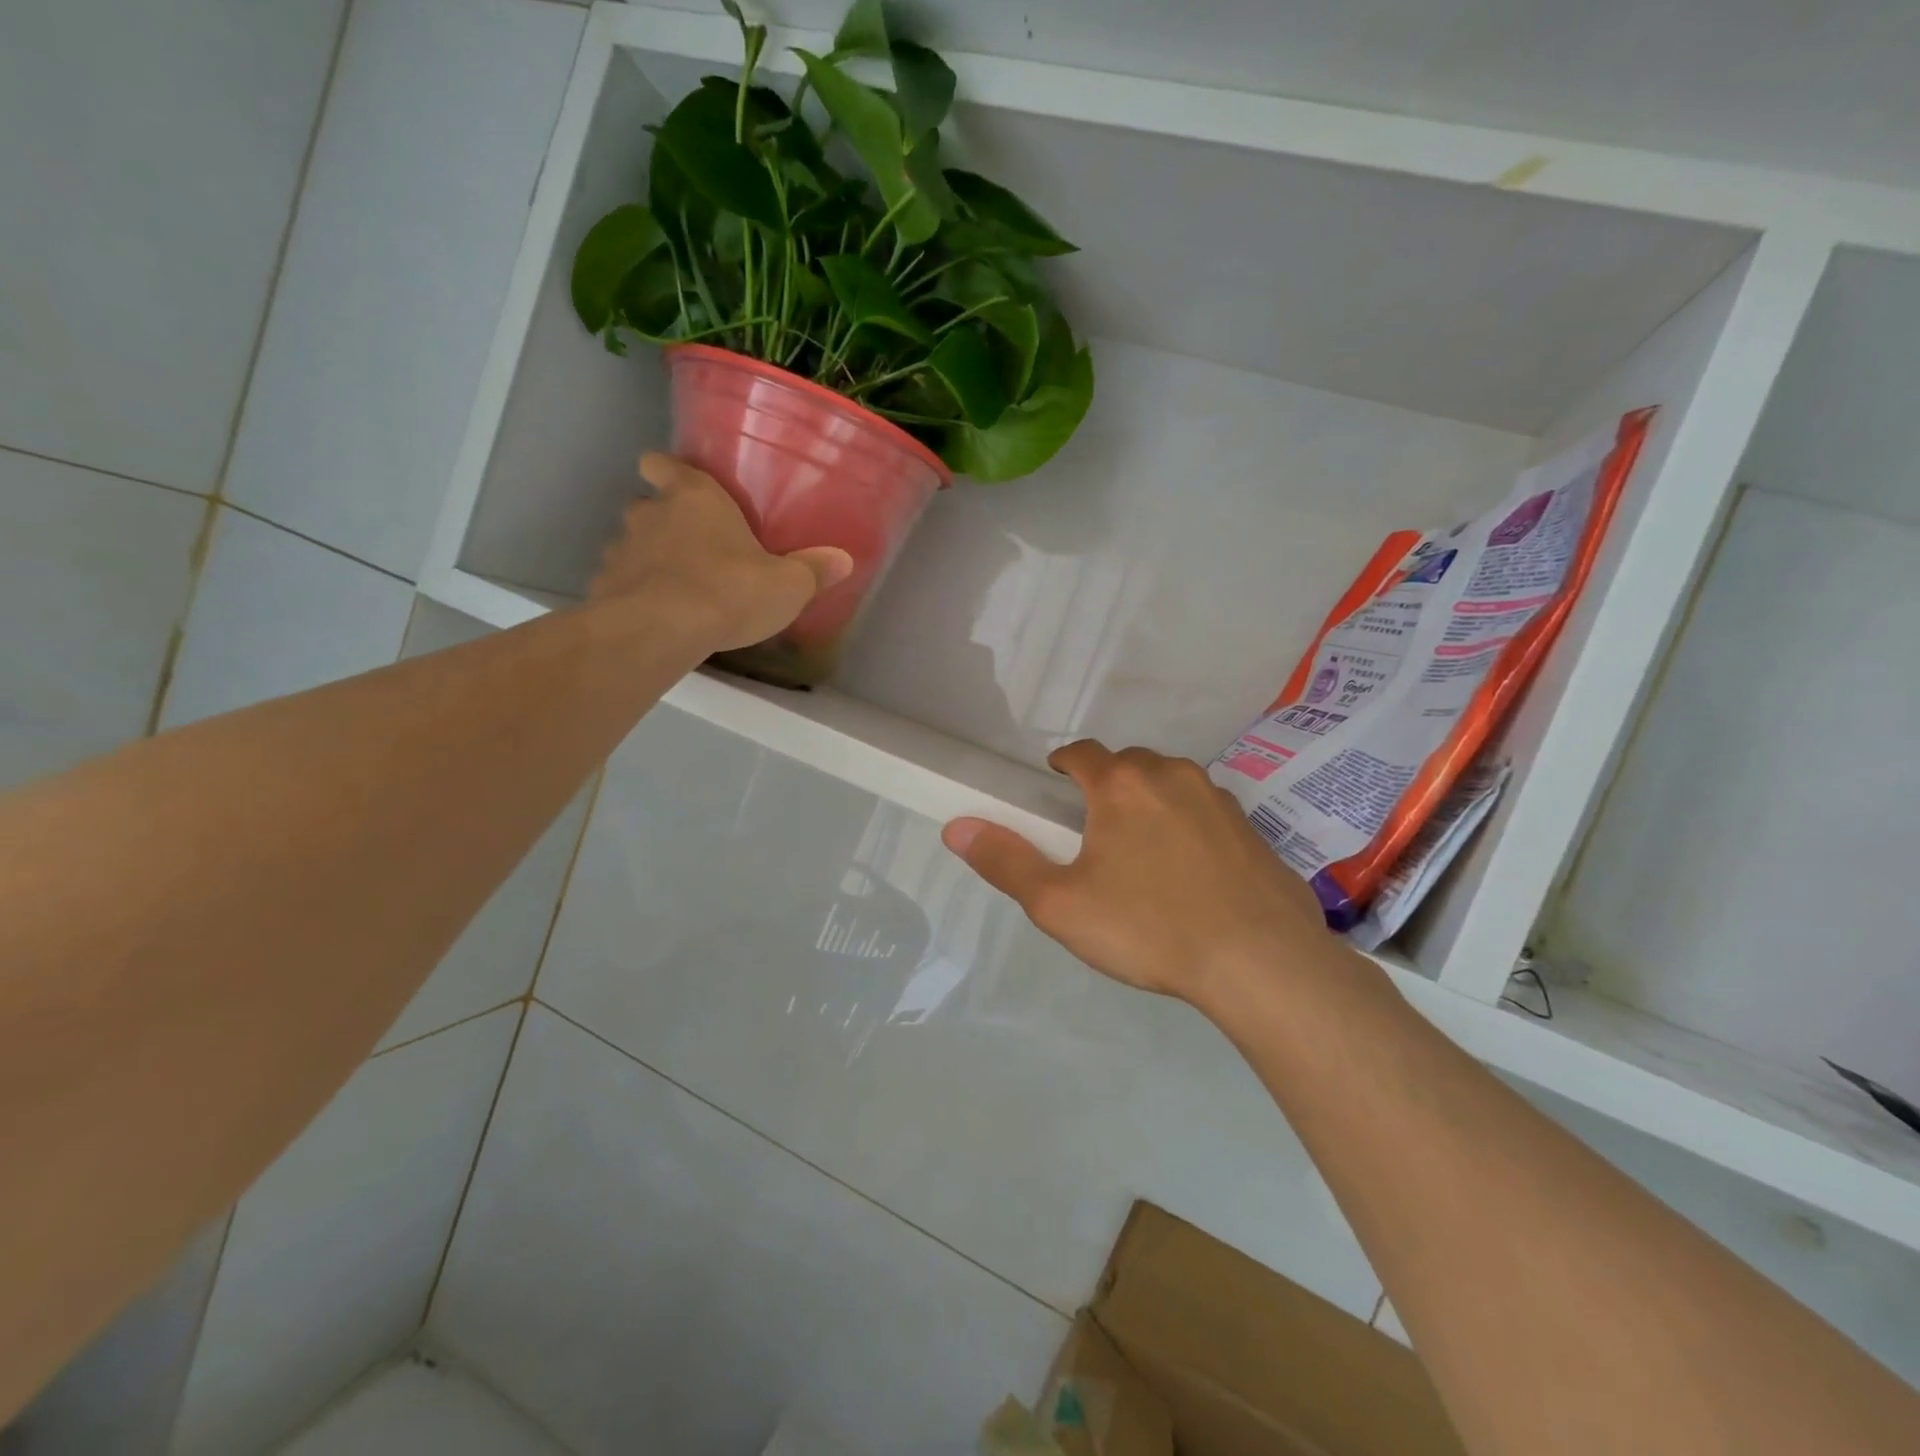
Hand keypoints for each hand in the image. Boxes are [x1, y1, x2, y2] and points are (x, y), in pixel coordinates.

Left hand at [590, 453, 851, 651]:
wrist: (661, 630)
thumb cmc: (730, 590)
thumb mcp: (787, 585)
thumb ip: (813, 571)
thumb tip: (844, 560)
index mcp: (695, 498)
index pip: (664, 464)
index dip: (666, 469)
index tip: (671, 479)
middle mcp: (651, 514)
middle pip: (645, 504)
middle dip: (661, 520)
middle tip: (689, 546)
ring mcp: (621, 550)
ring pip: (630, 544)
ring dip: (647, 559)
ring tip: (673, 587)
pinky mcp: (604, 587)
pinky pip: (620, 583)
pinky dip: (634, 594)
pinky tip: (656, 616)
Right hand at [942, 742, 1338, 1011]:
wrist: (1260, 962)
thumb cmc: (1148, 927)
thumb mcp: (1060, 904)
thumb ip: (1006, 862)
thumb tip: (956, 828)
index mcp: (1123, 785)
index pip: (1084, 753)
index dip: (1064, 763)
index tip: (1054, 780)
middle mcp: (1173, 777)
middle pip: (1129, 764)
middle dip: (1107, 783)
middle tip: (1093, 824)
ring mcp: (1220, 800)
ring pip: (1172, 784)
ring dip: (1150, 800)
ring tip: (1140, 847)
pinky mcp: (1252, 831)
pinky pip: (1206, 813)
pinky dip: (1188, 825)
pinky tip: (1189, 871)